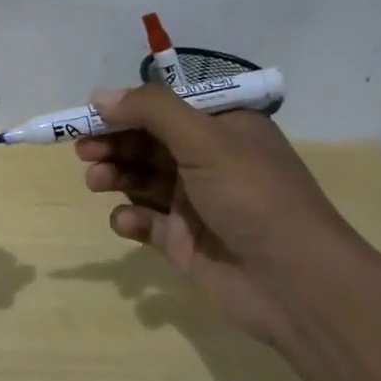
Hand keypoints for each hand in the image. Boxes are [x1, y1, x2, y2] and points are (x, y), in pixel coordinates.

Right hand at [75, 84, 369, 344]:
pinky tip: (128, 221)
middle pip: (147, 142)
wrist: (295, 285)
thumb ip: (151, 110)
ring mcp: (195, 203)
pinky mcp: (183, 241)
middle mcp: (209, 160)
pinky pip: (145, 221)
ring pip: (141, 179)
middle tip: (84, 149)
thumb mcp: (205, 139)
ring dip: (115, 175)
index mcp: (223, 128)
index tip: (89, 114)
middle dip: (114, 143)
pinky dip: (130, 218)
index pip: (165, 108)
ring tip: (96, 181)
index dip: (126, 109)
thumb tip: (100, 95)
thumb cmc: (253, 197)